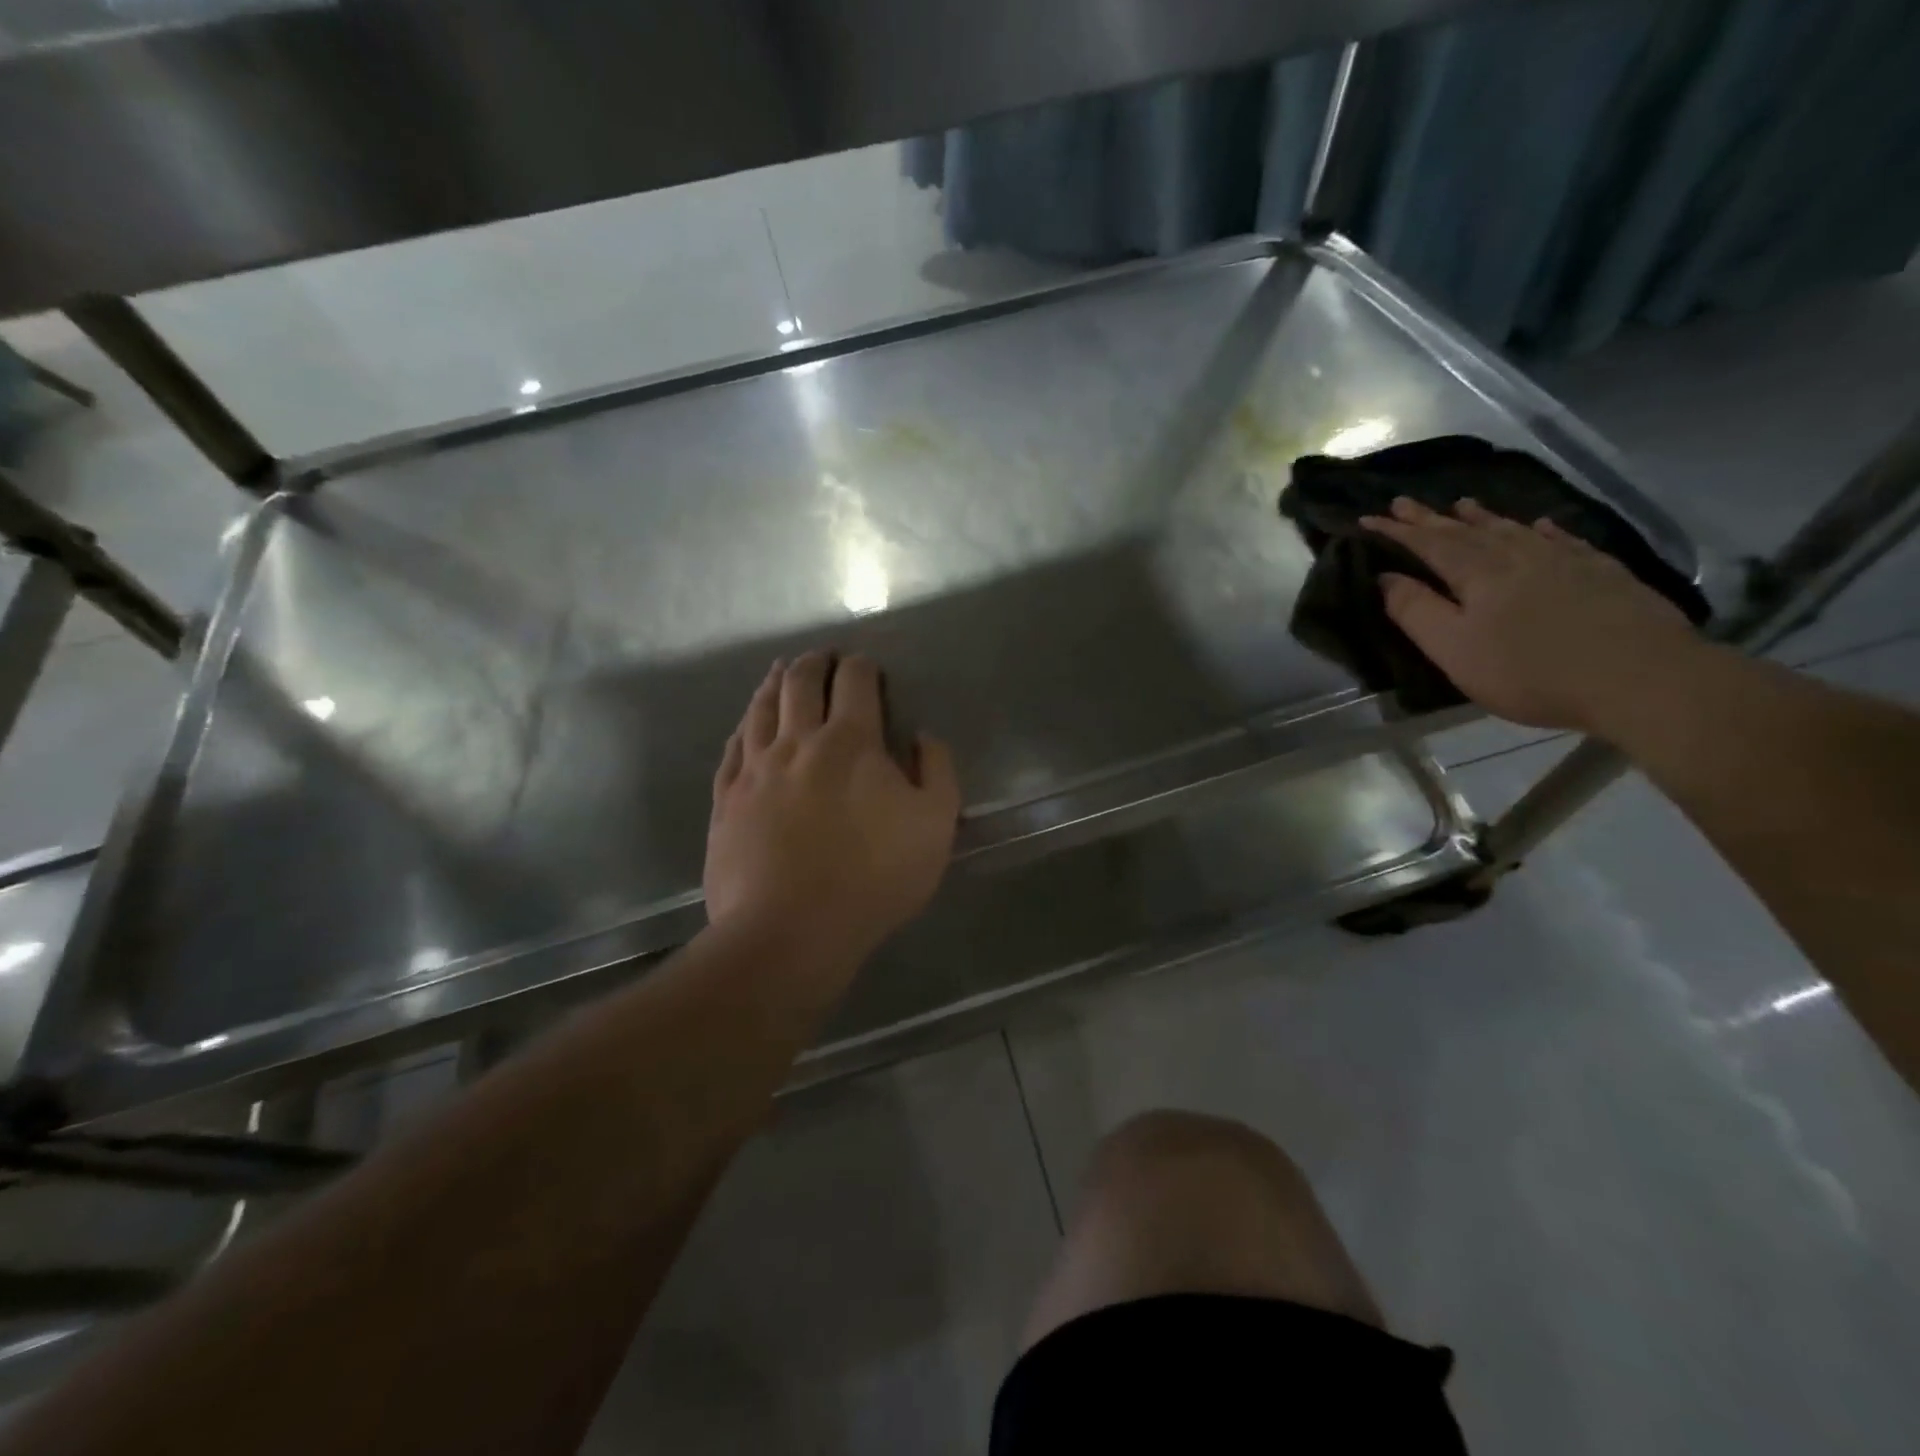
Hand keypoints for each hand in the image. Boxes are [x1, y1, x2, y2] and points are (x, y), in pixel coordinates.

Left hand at [705, 651, 960, 972]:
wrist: (789, 931)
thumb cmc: (872, 878)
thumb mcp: (935, 825)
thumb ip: (937, 771)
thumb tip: (923, 736)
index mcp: (850, 741)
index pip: (855, 682)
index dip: (863, 666)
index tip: (867, 666)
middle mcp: (797, 741)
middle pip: (801, 682)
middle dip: (815, 662)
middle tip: (823, 657)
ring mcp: (755, 769)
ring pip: (761, 708)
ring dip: (775, 683)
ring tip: (782, 671)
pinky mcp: (726, 800)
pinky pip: (733, 747)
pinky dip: (744, 725)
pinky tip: (746, 724)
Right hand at [1362, 496, 1706, 732]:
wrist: (1640, 676)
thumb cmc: (1530, 670)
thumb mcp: (1454, 649)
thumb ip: (1416, 611)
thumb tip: (1387, 577)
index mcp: (1477, 574)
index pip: (1427, 544)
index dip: (1397, 531)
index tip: (1369, 518)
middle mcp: (1517, 556)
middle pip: (1466, 531)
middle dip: (1431, 518)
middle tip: (1404, 502)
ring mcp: (1564, 560)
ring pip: (1513, 529)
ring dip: (1482, 517)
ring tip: (1462, 504)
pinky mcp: (1602, 572)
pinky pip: (1562, 539)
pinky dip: (1542, 530)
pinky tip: (1539, 525)